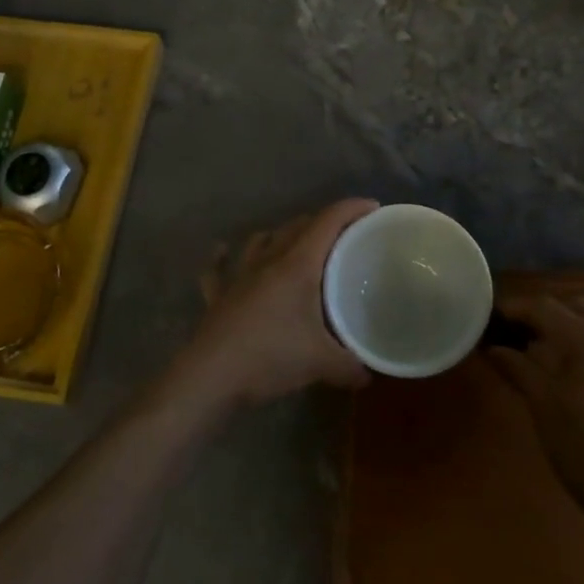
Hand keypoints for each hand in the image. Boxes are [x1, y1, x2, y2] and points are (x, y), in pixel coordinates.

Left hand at [173, 199, 377, 408]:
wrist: (211, 376)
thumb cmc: (270, 356)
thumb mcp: (320, 363)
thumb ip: (350, 366)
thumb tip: (367, 375)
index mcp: (297, 265)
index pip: (328, 222)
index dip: (351, 209)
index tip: (372, 207)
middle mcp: (268, 260)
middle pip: (297, 226)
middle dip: (322, 222)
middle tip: (343, 235)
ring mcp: (239, 275)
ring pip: (261, 239)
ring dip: (280, 235)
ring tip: (294, 243)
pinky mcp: (218, 295)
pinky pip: (219, 268)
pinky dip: (223, 258)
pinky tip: (222, 253)